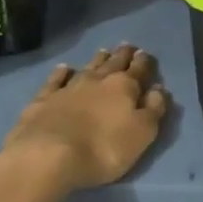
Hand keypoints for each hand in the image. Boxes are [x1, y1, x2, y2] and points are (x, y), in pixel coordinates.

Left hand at [0, 44, 170, 193]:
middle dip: (122, 55)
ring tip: (104, 52)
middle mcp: (97, 80)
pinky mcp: (44, 99)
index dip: (144, 62)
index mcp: (124, 87)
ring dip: (97, 60)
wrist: (48, 155)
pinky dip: (61, 73)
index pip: (138, 69)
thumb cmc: (103, 148)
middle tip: (127, 46)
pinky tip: (64, 68)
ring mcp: (68, 87)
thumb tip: (158, 89)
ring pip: (87, 67)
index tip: (145, 54)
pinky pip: (56, 80)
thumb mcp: (141, 134)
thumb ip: (153, 109)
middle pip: (113, 63)